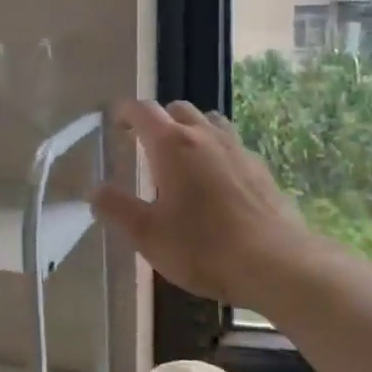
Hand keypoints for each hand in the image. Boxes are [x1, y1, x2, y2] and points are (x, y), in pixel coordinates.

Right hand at [91, 100, 314, 305]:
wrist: (275, 263)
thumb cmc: (202, 247)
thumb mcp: (147, 234)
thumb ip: (116, 208)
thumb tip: (96, 191)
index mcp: (171, 144)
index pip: (143, 110)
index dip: (125, 112)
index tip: (116, 121)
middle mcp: (204, 136)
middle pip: (177, 109)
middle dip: (157, 120)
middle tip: (144, 144)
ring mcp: (237, 149)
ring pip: (209, 122)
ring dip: (190, 130)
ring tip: (181, 158)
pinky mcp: (260, 168)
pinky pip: (231, 145)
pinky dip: (216, 151)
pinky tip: (216, 181)